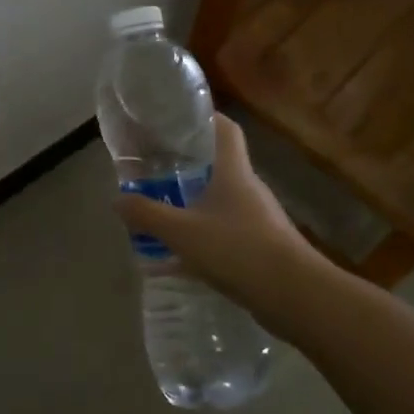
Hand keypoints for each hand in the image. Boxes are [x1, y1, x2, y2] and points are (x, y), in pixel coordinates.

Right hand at [111, 114, 328, 307]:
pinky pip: (223, 233)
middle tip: (154, 165)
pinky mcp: (260, 247)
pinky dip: (200, 238)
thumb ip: (147, 214)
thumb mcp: (182, 232)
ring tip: (160, 208)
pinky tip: (177, 259)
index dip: (203, 117)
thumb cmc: (239, 249)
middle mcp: (247, 188)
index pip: (224, 128)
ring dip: (192, 202)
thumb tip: (117, 199)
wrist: (296, 296)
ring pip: (218, 200)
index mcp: (233, 171)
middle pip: (217, 164)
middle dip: (186, 164)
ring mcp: (256, 219)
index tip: (176, 116)